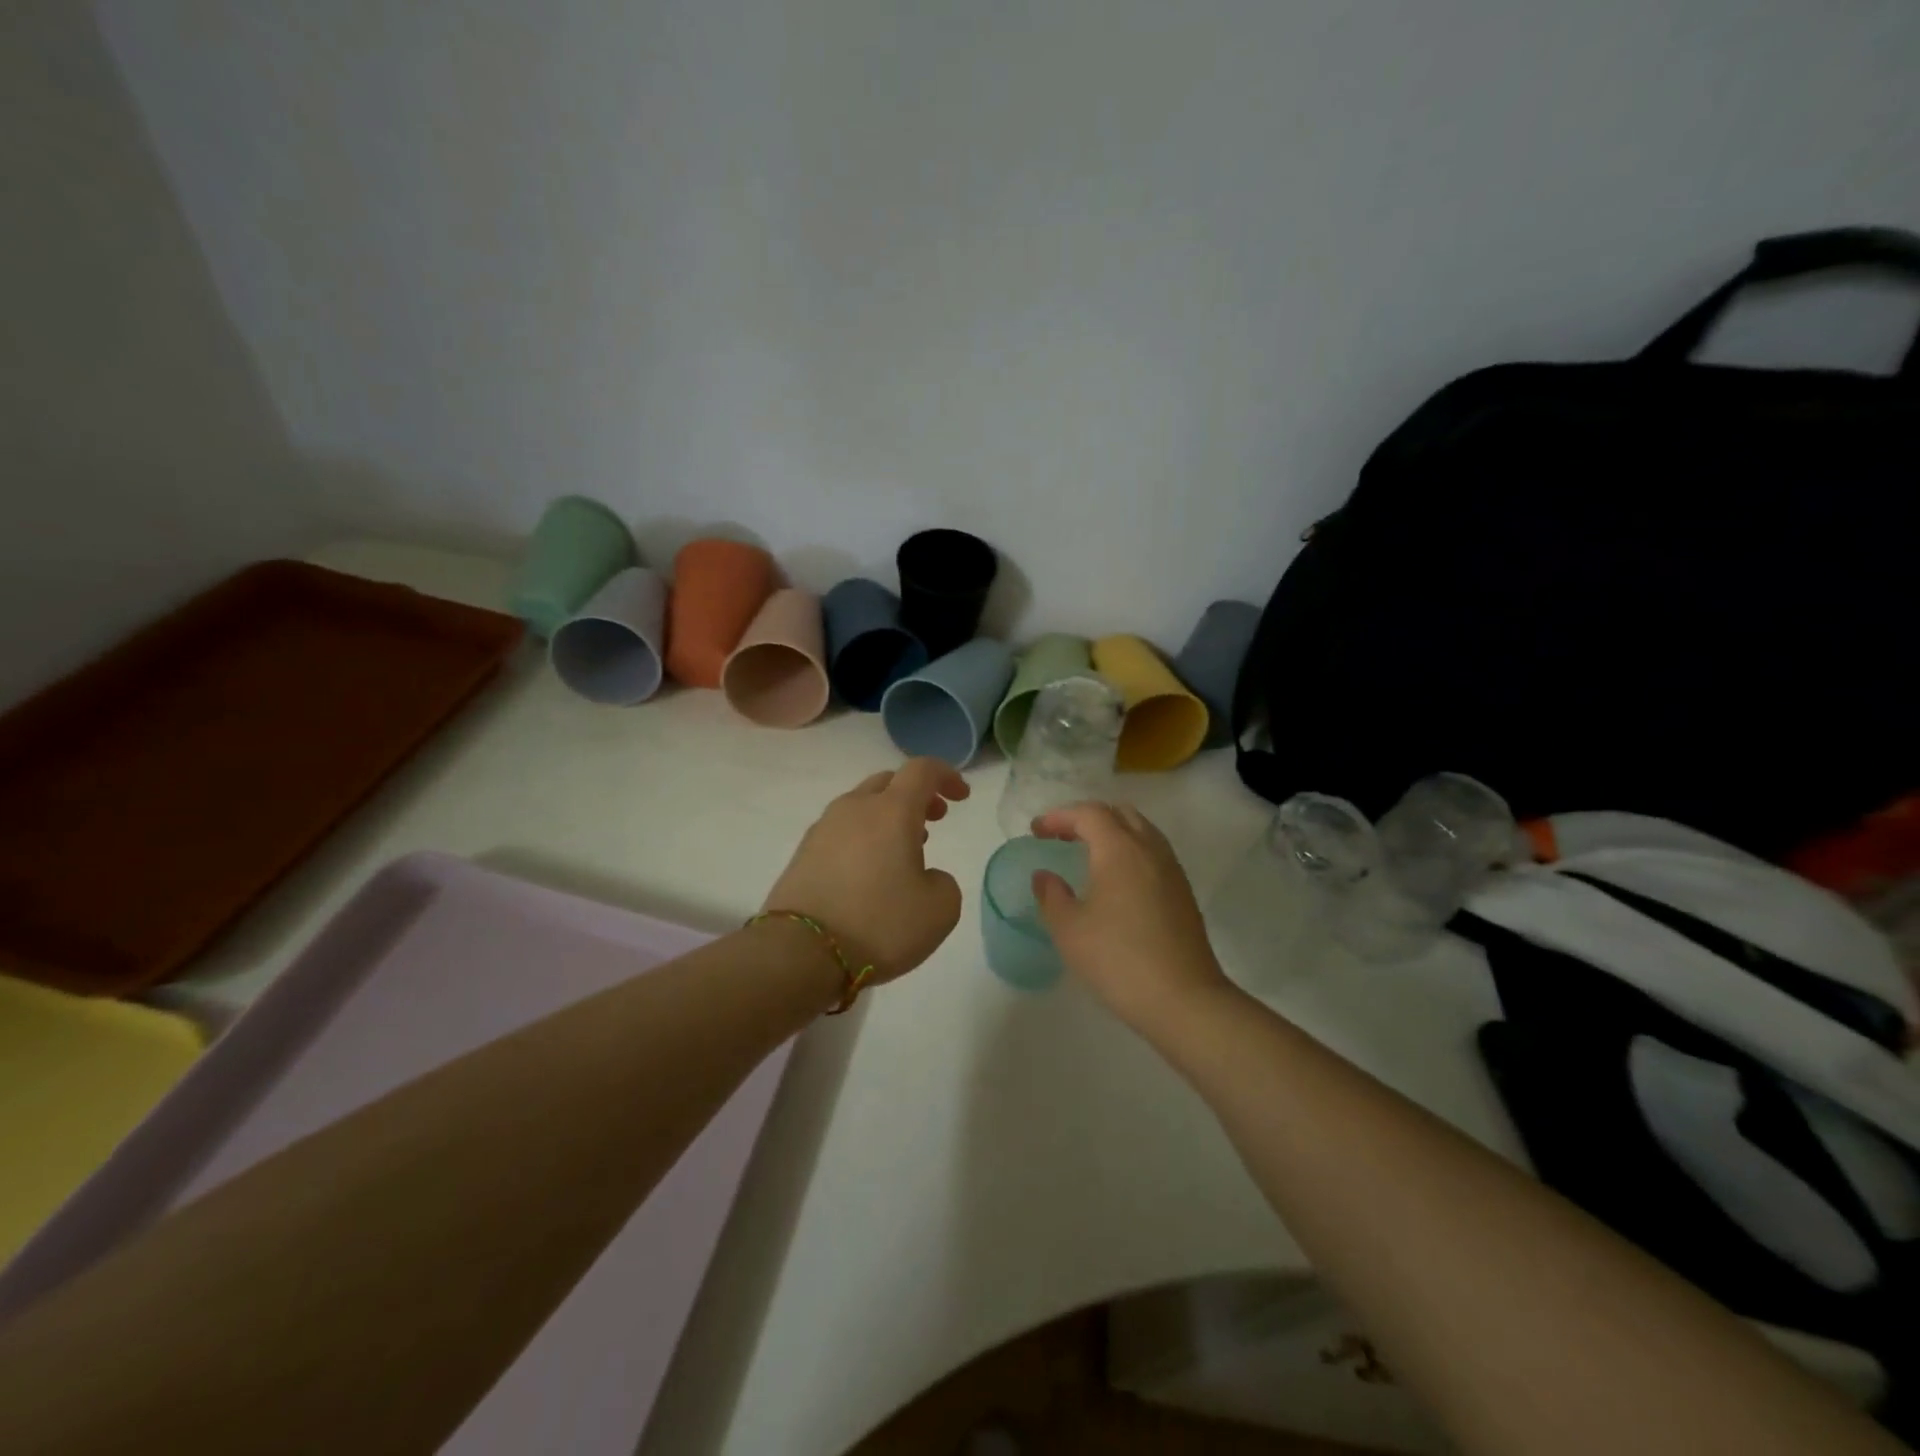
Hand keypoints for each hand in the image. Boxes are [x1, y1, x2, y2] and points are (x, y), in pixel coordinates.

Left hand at [763, 758, 968, 985]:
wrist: (800, 953)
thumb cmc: (879, 924)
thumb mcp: (939, 910)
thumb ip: (943, 882)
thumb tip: (924, 876)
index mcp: (891, 810)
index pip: (922, 770)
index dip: (946, 776)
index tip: (961, 797)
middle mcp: (855, 808)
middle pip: (888, 783)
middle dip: (915, 796)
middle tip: (933, 820)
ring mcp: (823, 830)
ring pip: (862, 807)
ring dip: (887, 818)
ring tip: (902, 851)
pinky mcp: (803, 854)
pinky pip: (841, 833)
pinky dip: (863, 839)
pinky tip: (869, 872)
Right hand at [1031, 802, 1229, 1026]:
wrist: (1184, 1000)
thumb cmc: (1118, 960)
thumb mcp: (1070, 930)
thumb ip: (1051, 896)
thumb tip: (1044, 876)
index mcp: (1119, 849)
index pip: (1089, 813)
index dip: (1060, 816)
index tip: (1037, 831)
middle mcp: (1150, 849)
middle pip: (1120, 813)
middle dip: (1088, 818)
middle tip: (1062, 837)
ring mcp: (1172, 870)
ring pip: (1141, 831)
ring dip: (1112, 833)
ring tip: (1088, 855)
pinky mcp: (1183, 893)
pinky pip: (1154, 853)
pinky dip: (1130, 852)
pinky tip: (1116, 882)